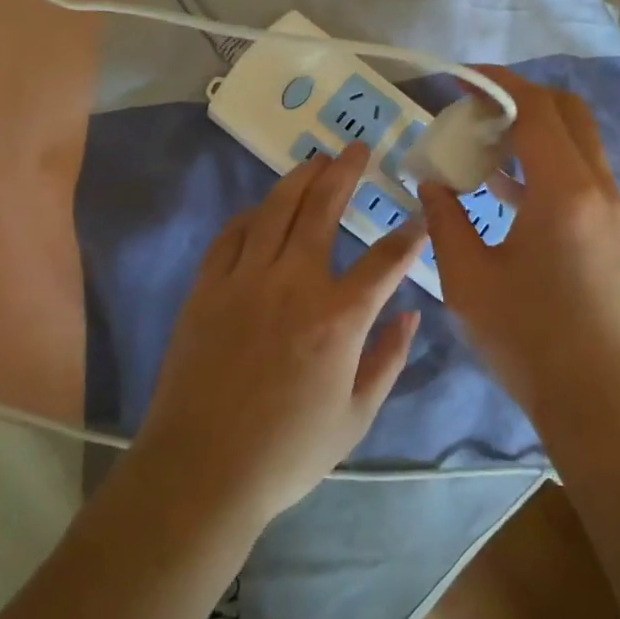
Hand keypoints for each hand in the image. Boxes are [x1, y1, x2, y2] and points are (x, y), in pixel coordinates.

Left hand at [132, 142, 426, 529]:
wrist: (201, 470)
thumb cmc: (287, 452)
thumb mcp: (357, 417)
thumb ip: (389, 359)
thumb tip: (411, 313)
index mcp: (338, 317)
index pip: (385, 261)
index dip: (408, 237)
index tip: (418, 220)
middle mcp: (293, 283)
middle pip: (323, 209)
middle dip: (345, 173)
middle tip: (356, 148)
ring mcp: (244, 280)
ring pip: (275, 210)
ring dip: (298, 179)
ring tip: (315, 159)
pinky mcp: (206, 288)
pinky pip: (230, 235)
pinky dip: (250, 215)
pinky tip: (261, 209)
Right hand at [421, 69, 619, 440]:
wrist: (600, 403)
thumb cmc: (527, 340)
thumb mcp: (467, 279)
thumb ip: (445, 218)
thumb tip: (432, 181)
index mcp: (564, 191)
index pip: (535, 108)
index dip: (497, 83)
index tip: (461, 77)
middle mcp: (600, 189)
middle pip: (568, 113)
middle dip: (521, 99)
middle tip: (476, 111)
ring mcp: (616, 213)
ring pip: (580, 145)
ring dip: (535, 134)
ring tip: (484, 150)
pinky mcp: (619, 236)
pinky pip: (584, 178)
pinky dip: (549, 167)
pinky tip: (510, 195)